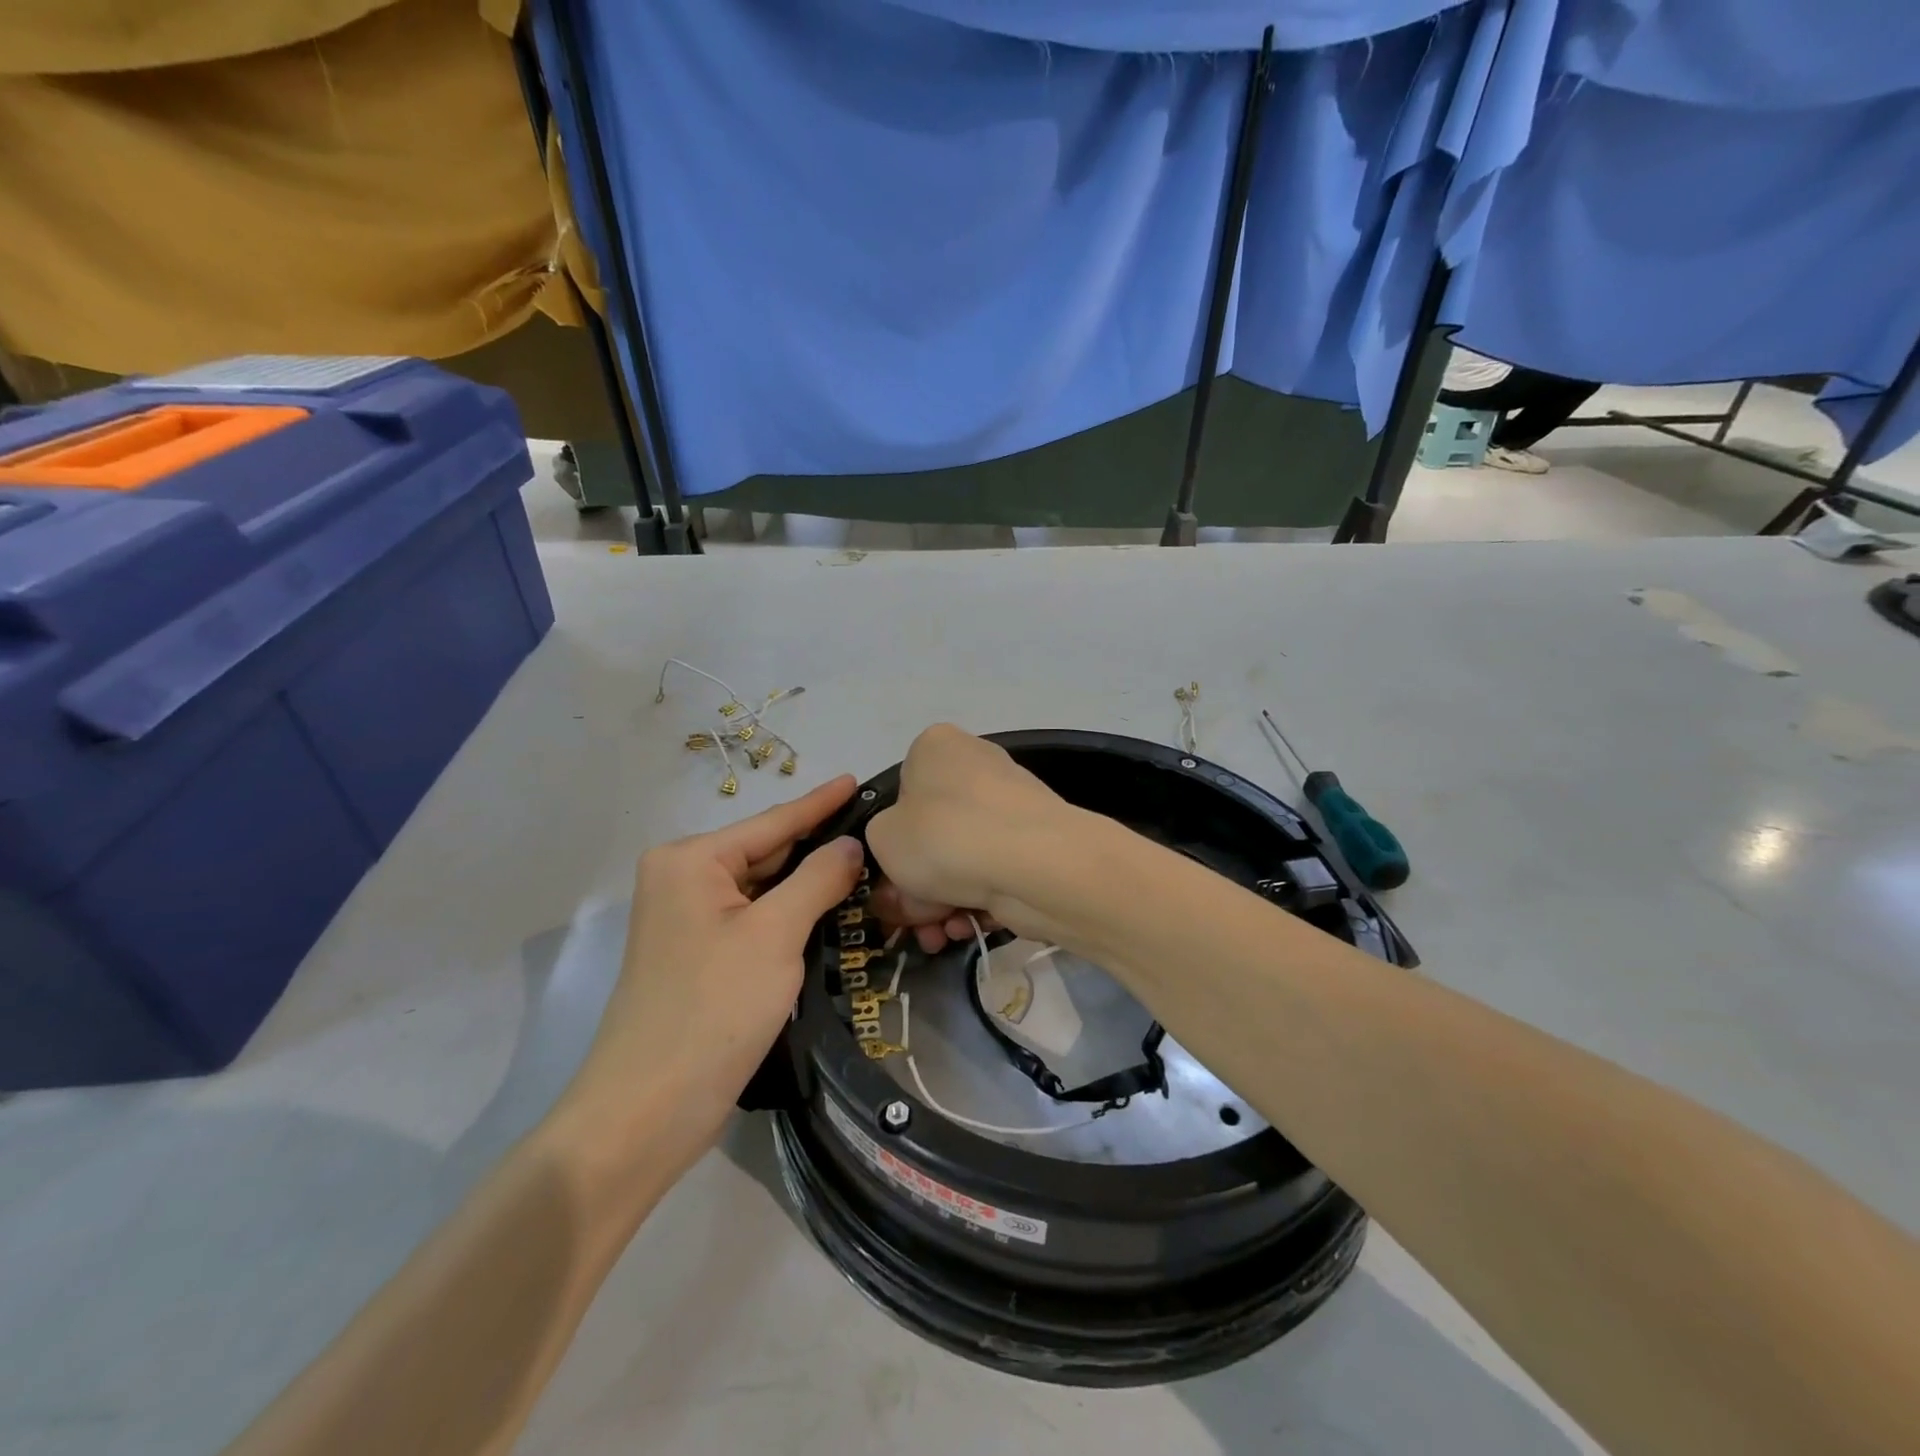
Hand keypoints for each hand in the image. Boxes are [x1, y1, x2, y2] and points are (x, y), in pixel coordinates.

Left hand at [562, 777, 863, 1178]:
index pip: (772, 822)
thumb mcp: (774, 935)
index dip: (820, 803)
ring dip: (810, 884)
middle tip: (877, 832)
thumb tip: (851, 845)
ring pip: (764, 889)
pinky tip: (832, 908)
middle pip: (766, 853)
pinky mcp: (702, 957)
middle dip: (819, 846)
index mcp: (690, 860)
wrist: (646, 1112)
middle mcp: (684, 880)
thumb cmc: (712, 1009)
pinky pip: (756, 920)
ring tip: (867, 865)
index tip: (858, 779)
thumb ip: (817, 880)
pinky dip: (792, 915)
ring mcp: (690, 921)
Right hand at [866, 725, 1071, 950]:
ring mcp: (1010, 804)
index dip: (889, 842)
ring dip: (942, 902)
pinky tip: (966, 927)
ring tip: (937, 935)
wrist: (1033, 864)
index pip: (900, 793)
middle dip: (916, 885)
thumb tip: (907, 867)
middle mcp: (976, 765)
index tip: (887, 882)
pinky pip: (992, 872)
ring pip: (960, 859)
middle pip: (931, 833)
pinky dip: (976, 901)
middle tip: (909, 920)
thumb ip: (881, 846)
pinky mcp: (1035, 841)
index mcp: (936, 747)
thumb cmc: (943, 836)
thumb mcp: (882, 838)